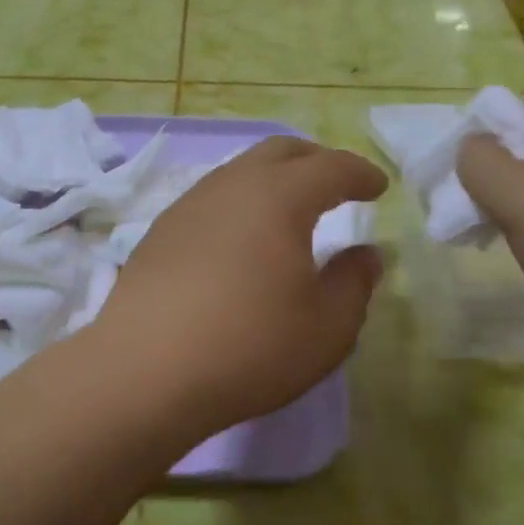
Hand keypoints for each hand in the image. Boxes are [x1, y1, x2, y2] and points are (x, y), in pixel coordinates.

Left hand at [96, 137, 386, 434]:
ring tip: (289, 210)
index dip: (360, 173)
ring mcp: (188, 206)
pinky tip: (240, 240)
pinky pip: (211, 200)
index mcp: (279, 197)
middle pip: (279, 152)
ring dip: (272, 180)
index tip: (379, 187)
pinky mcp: (158, 234)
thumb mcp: (327, 326)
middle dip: (315, 160)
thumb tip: (365, 254)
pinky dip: (239, 204)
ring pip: (239, 172)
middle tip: (337, 184)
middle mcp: (231, 186)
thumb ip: (354, 282)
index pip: (330, 168)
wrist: (144, 372)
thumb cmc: (249, 347)